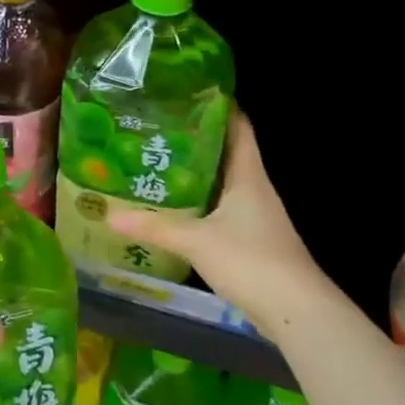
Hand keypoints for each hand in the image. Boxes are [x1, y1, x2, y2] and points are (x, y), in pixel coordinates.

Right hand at [106, 110, 329, 341]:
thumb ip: (154, 227)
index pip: (238, 126)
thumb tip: (109, 215)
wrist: (295, 310)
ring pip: (222, 183)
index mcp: (248, 175)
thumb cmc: (251, 260)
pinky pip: (220, 210)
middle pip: (226, 152)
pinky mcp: (249, 240)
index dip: (217, 106)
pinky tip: (175, 209)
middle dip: (195, 139)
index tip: (185, 94)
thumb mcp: (197, 240)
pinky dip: (199, 204)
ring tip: (157, 163)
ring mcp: (254, 215)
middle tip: (156, 129)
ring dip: (195, 173)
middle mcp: (254, 188)